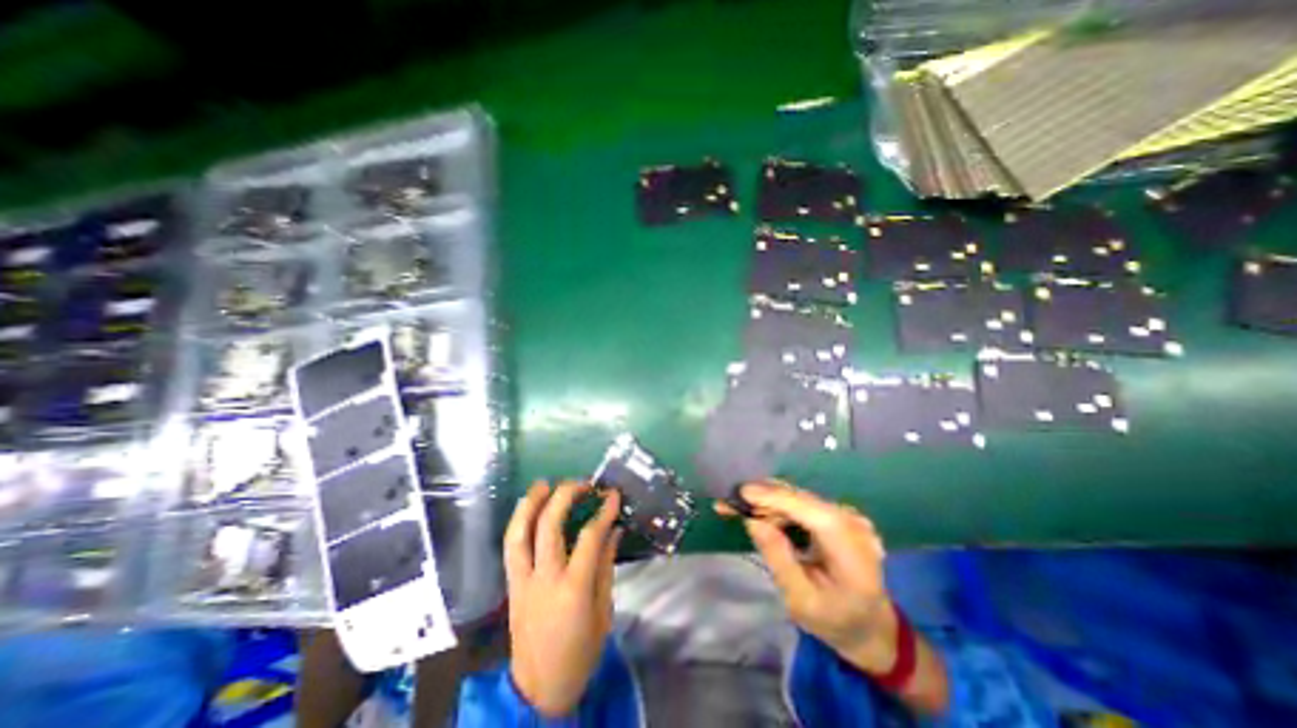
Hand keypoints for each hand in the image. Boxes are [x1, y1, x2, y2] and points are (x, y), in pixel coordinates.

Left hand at [502, 479, 618, 714]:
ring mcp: (523, 581)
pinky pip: (511, 546)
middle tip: (581, 483)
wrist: (540, 689)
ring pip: (519, 533)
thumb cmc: (580, 653)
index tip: (613, 494)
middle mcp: (544, 579)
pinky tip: (528, 509)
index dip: (603, 511)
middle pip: (548, 526)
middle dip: (564, 496)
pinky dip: (519, 522)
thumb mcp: (604, 612)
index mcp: (573, 589)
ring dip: (530, 503)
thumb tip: (614, 530)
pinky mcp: (511, 585)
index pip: (589, 537)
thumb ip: (606, 566)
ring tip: (544, 484)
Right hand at [715, 481, 899, 674]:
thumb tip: (754, 521)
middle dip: (763, 498)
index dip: (776, 498)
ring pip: (799, 499)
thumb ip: (779, 559)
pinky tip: (759, 511)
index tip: (742, 492)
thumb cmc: (837, 622)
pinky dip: (778, 506)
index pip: (812, 512)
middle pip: (802, 500)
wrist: (872, 627)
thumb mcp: (802, 602)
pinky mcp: (839, 515)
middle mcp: (853, 523)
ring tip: (736, 507)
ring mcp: (848, 516)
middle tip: (728, 503)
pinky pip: (803, 504)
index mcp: (852, 550)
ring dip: (767, 502)